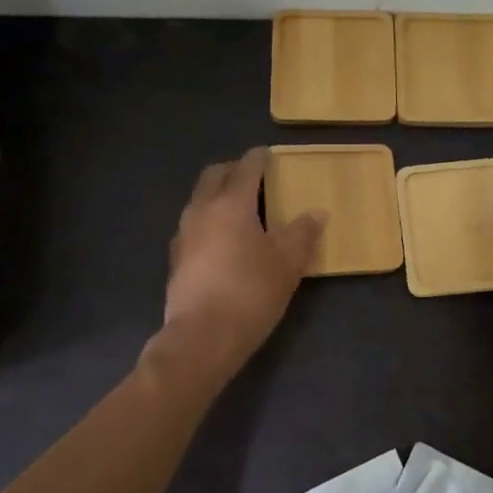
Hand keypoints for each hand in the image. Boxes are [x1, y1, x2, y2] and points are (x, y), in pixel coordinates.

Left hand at [163, 148, 322, 373]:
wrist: (202, 338)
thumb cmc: (250, 292)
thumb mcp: (288, 263)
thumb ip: (302, 233)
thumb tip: (316, 212)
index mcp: (231, 204)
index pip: (246, 168)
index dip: (259, 158)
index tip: (268, 154)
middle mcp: (202, 210)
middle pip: (213, 176)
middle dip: (232, 170)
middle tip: (253, 176)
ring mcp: (183, 235)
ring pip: (199, 200)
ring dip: (217, 195)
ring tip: (239, 208)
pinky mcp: (175, 260)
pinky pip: (193, 226)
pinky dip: (209, 220)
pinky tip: (222, 240)